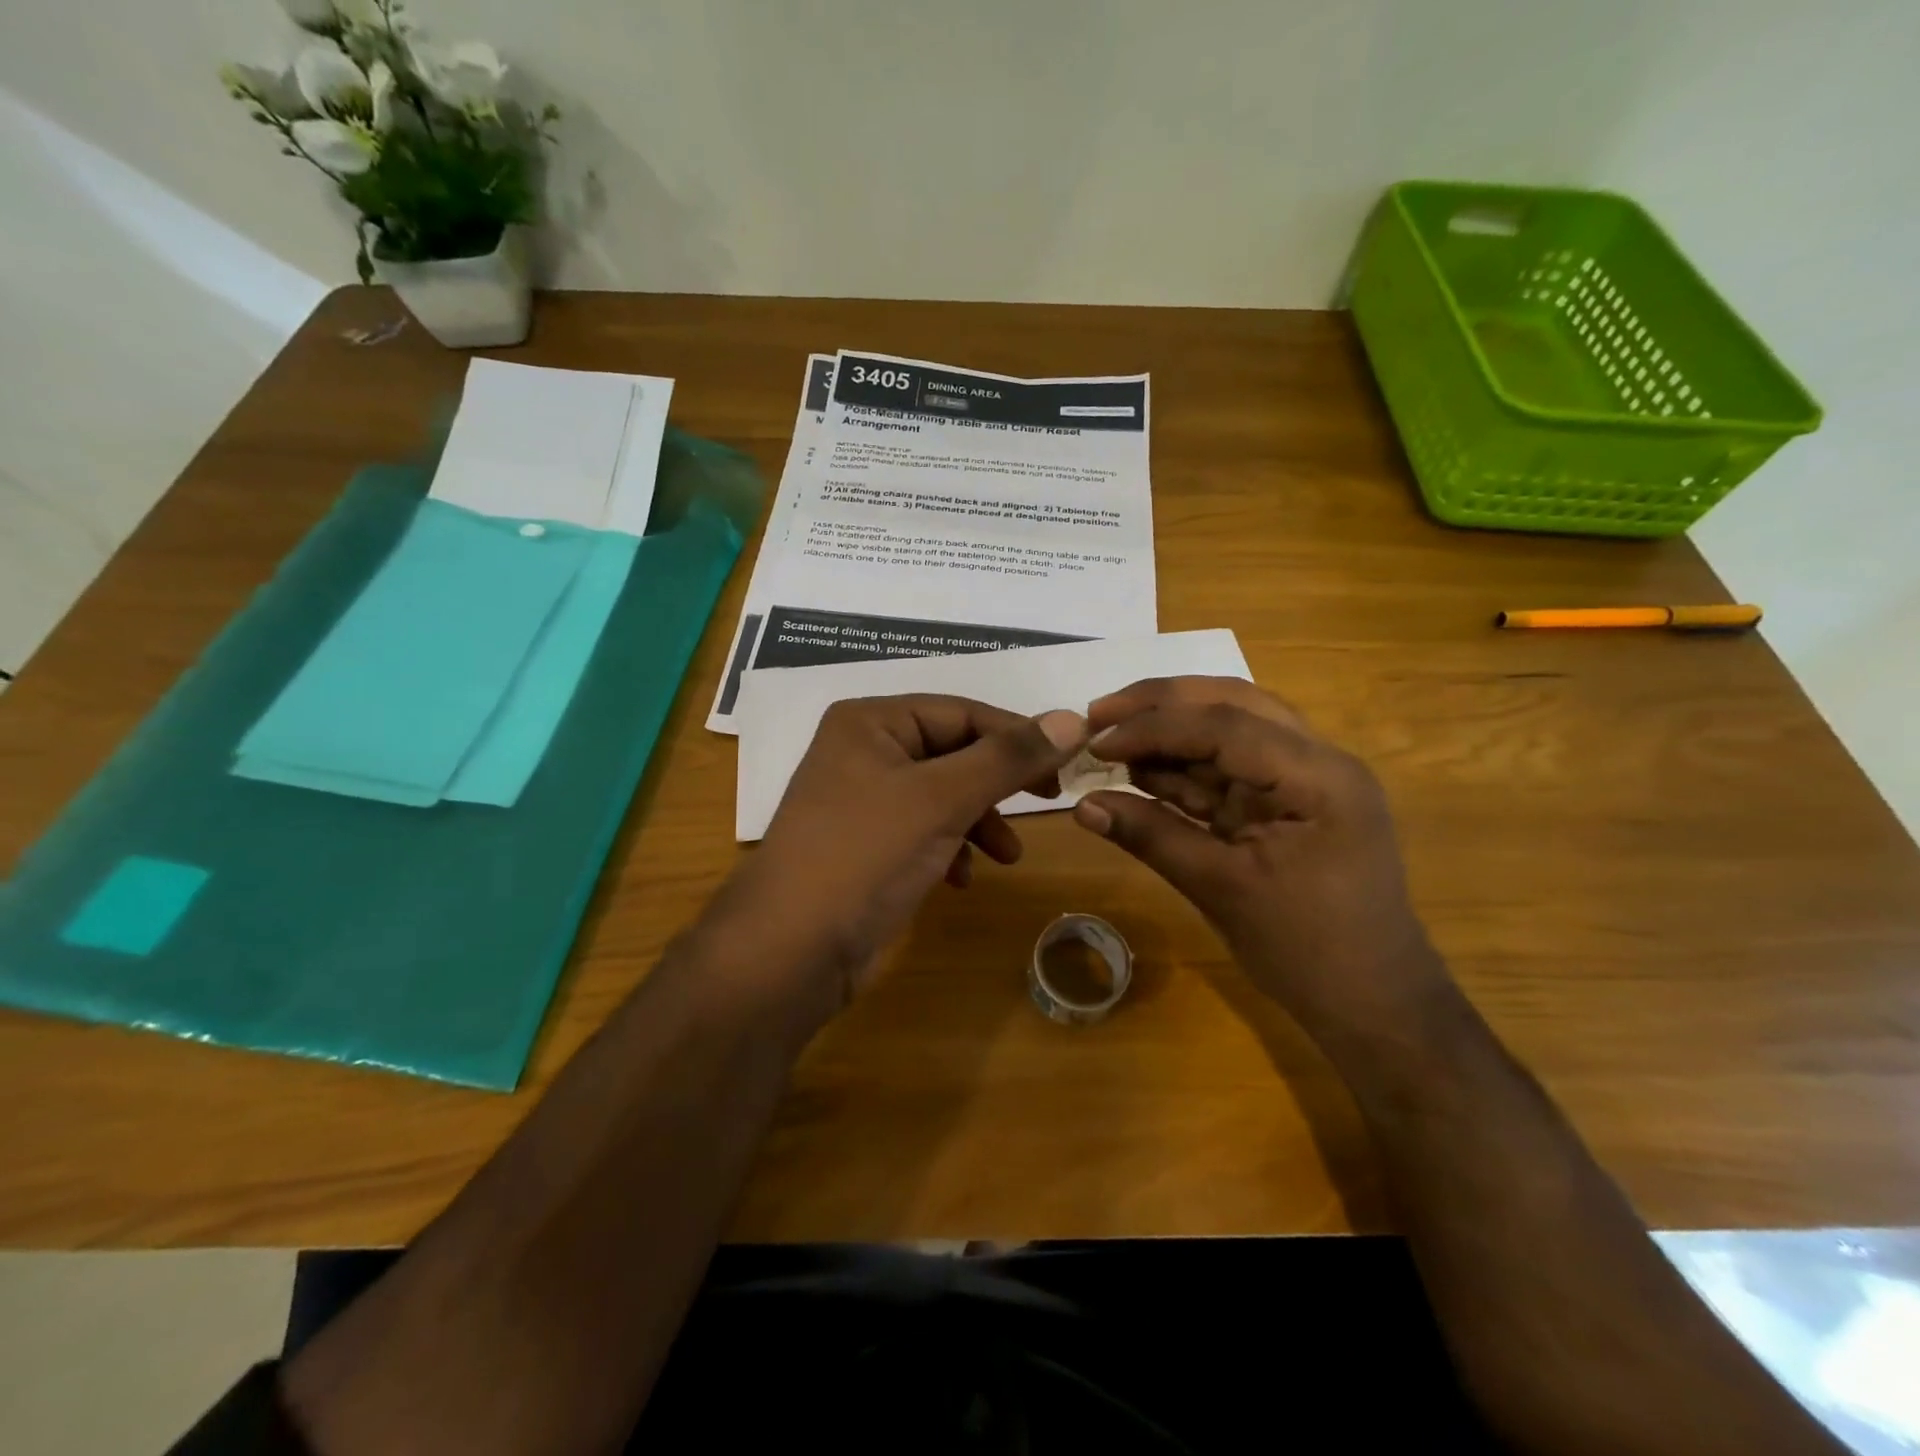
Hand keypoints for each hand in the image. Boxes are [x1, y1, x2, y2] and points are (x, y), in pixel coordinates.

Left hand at [703, 695, 1086, 1020]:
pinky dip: (950, 847)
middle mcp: (864, 751)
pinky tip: (961, 878)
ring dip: (979, 820)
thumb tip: (1074, 718)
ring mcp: (862, 801)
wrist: (789, 951)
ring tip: (1006, 856)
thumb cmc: (865, 856)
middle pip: (953, 752)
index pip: (962, 712)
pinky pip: (923, 831)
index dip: (1018, 735)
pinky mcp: (866, 846)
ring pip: (942, 795)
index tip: (1068, 763)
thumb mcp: (942, 799)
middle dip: (997, 783)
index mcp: (872, 722)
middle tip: (1048, 802)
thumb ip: (1008, 758)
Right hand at [1071, 676, 1449, 1040]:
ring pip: (1228, 731)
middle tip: (1098, 713)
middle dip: (1161, 705)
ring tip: (1108, 740)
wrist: (1373, 1005)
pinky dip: (1182, 770)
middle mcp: (1317, 761)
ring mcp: (1303, 781)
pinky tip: (1138, 772)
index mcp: (1318, 776)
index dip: (1153, 726)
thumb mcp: (1222, 890)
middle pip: (1231, 705)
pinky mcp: (1285, 804)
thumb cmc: (1308, 952)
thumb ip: (1152, 837)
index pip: (1225, 725)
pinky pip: (1228, 771)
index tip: (1095, 740)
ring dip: (1168, 733)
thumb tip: (1082, 805)